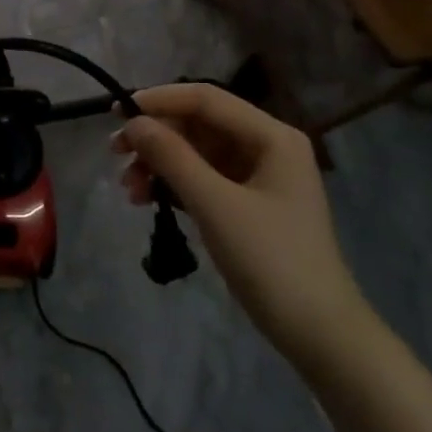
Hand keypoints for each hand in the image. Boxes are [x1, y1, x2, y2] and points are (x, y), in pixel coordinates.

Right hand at [113, 85, 373, 370]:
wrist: (316, 331)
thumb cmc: (271, 260)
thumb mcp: (215, 205)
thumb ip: (172, 157)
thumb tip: (133, 123)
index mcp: (272, 136)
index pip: (206, 99)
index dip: (159, 100)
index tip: (115, 113)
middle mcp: (266, 146)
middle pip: (199, 125)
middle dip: (155, 137)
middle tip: (114, 154)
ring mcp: (257, 176)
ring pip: (195, 153)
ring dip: (159, 164)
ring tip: (130, 191)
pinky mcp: (246, 204)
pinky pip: (201, 179)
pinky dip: (173, 185)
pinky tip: (147, 200)